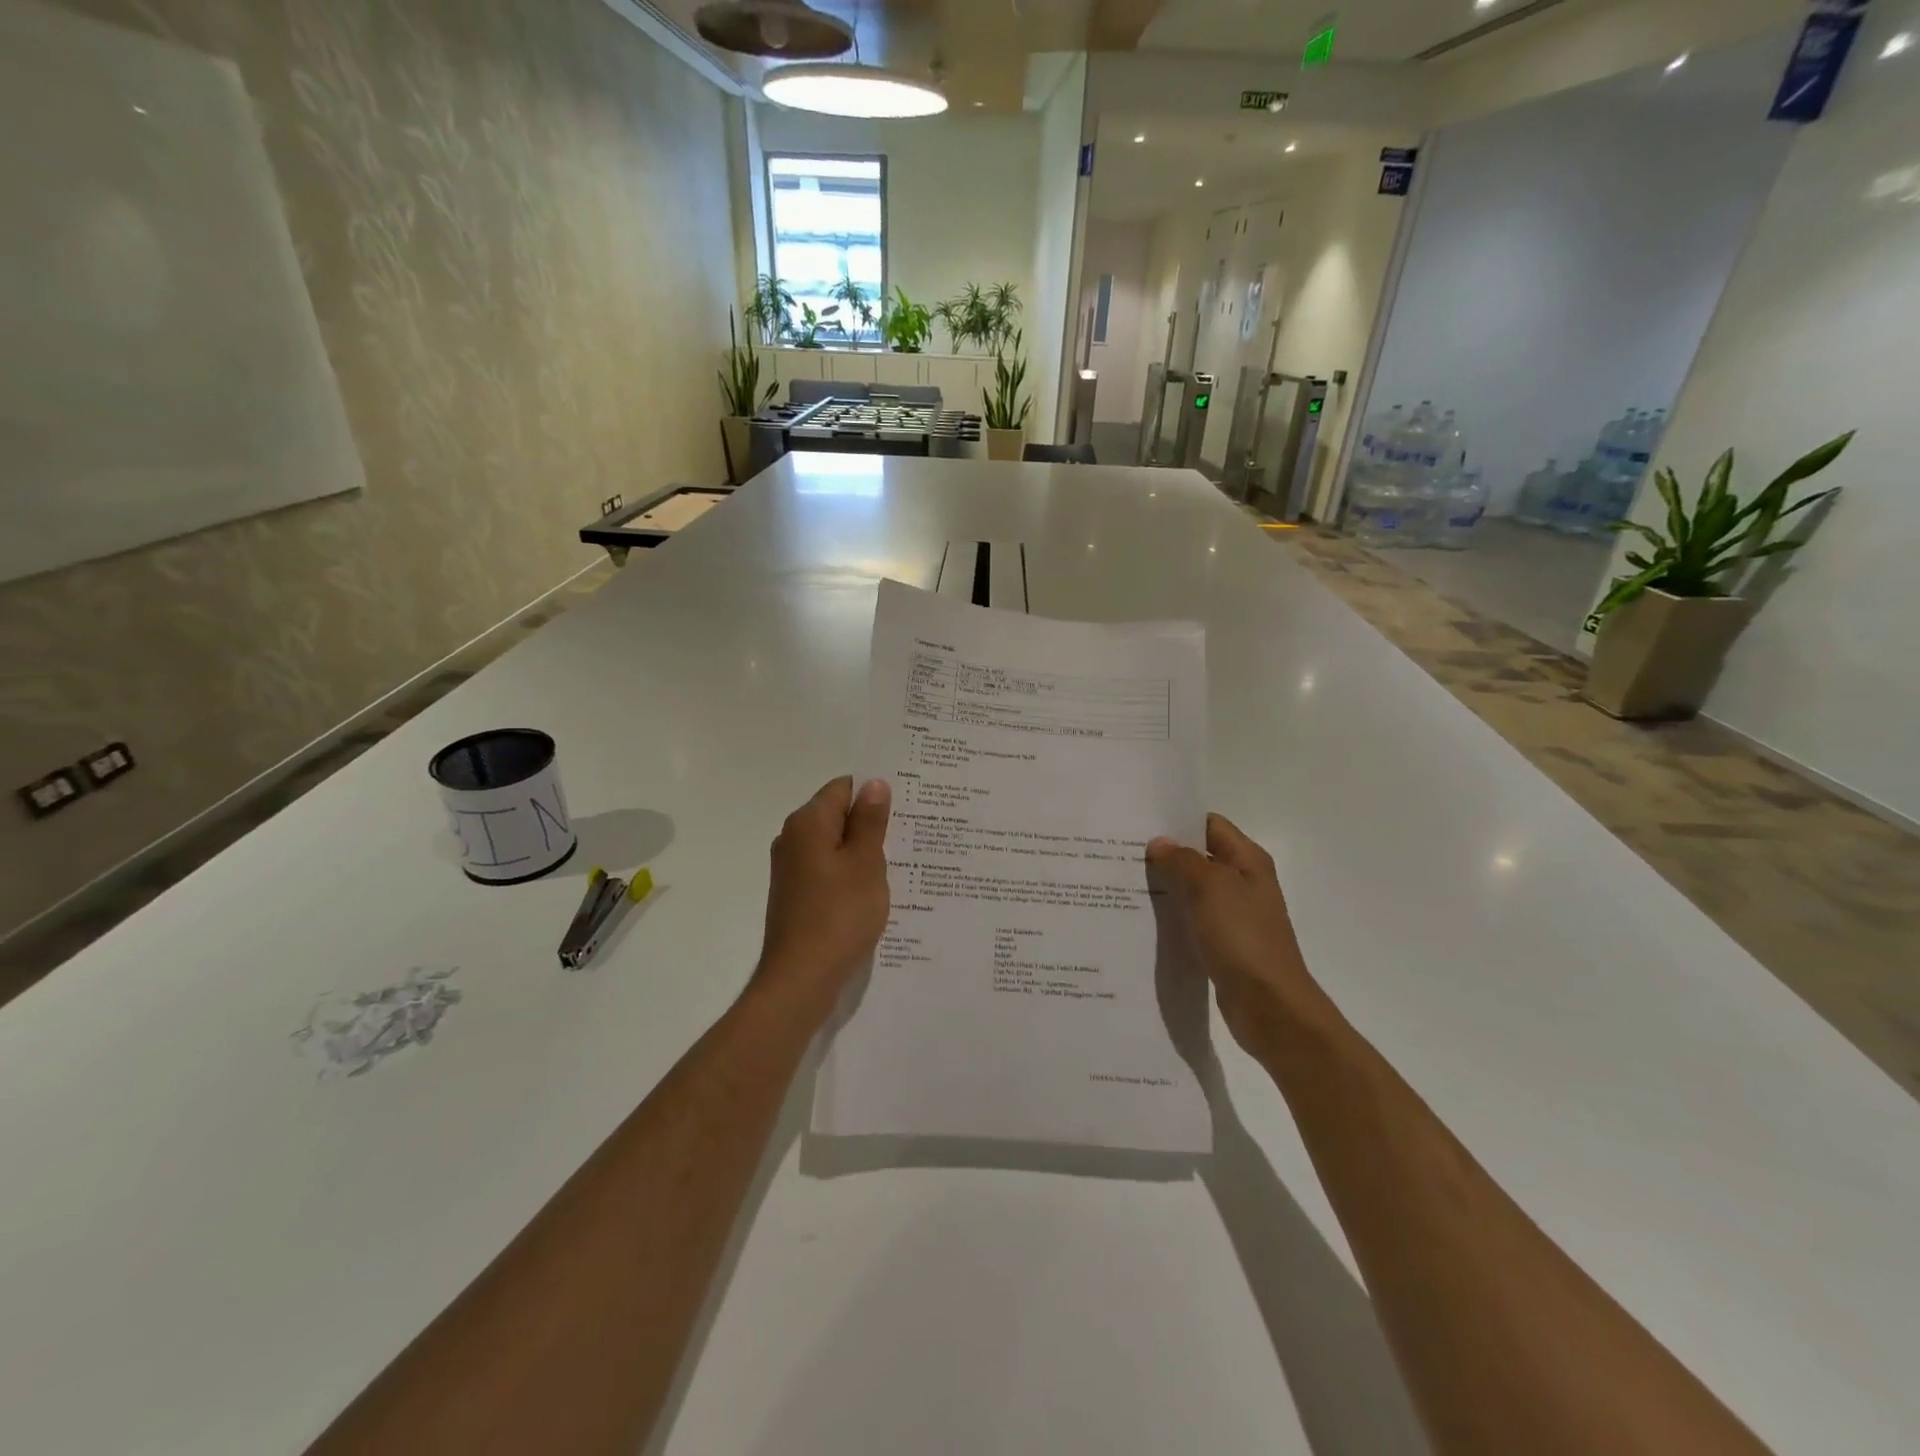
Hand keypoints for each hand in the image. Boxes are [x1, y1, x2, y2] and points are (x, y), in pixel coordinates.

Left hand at [755, 777, 891, 1024]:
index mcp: (808, 823)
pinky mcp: (797, 896)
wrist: (801, 979)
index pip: (843, 787)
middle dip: (871, 822)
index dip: (874, 793)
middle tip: (911, 833)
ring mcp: (792, 870)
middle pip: (837, 815)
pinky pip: (829, 871)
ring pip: (835, 845)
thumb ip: (870, 821)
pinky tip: (875, 890)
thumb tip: (873, 784)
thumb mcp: (865, 863)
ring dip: (863, 851)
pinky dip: (851, 874)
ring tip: (901, 862)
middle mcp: (793, 839)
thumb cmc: (839, 915)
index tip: (906, 807)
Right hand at [1147, 815, 1331, 1061]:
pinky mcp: (1222, 943)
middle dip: (1164, 854)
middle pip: (1198, 856)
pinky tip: (1142, 918)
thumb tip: (1160, 843)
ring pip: (1192, 889)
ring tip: (1123, 883)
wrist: (1270, 1005)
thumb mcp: (1210, 887)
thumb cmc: (1242, 937)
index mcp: (1247, 860)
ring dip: (1164, 886)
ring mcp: (1233, 914)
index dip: (1176, 822)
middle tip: (1122, 854)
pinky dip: (1171, 915)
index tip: (1138, 825)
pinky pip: (1191, 919)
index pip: (1208, 825)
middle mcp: (1242, 882)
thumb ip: (1182, 860)